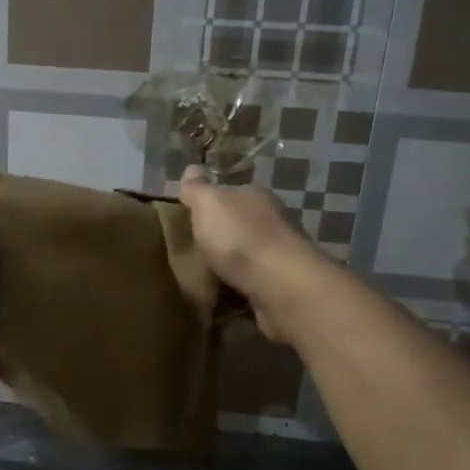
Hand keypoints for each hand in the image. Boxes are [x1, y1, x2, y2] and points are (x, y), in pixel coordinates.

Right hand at [179, 165, 322, 343]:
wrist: (281, 286)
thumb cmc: (240, 238)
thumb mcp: (208, 204)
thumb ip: (197, 189)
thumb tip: (191, 168)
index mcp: (255, 197)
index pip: (230, 194)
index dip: (209, 205)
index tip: (188, 220)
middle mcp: (271, 222)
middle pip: (239, 226)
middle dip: (219, 238)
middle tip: (189, 253)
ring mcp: (278, 257)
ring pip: (246, 258)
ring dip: (229, 268)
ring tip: (200, 280)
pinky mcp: (280, 288)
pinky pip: (251, 287)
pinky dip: (238, 293)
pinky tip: (220, 301)